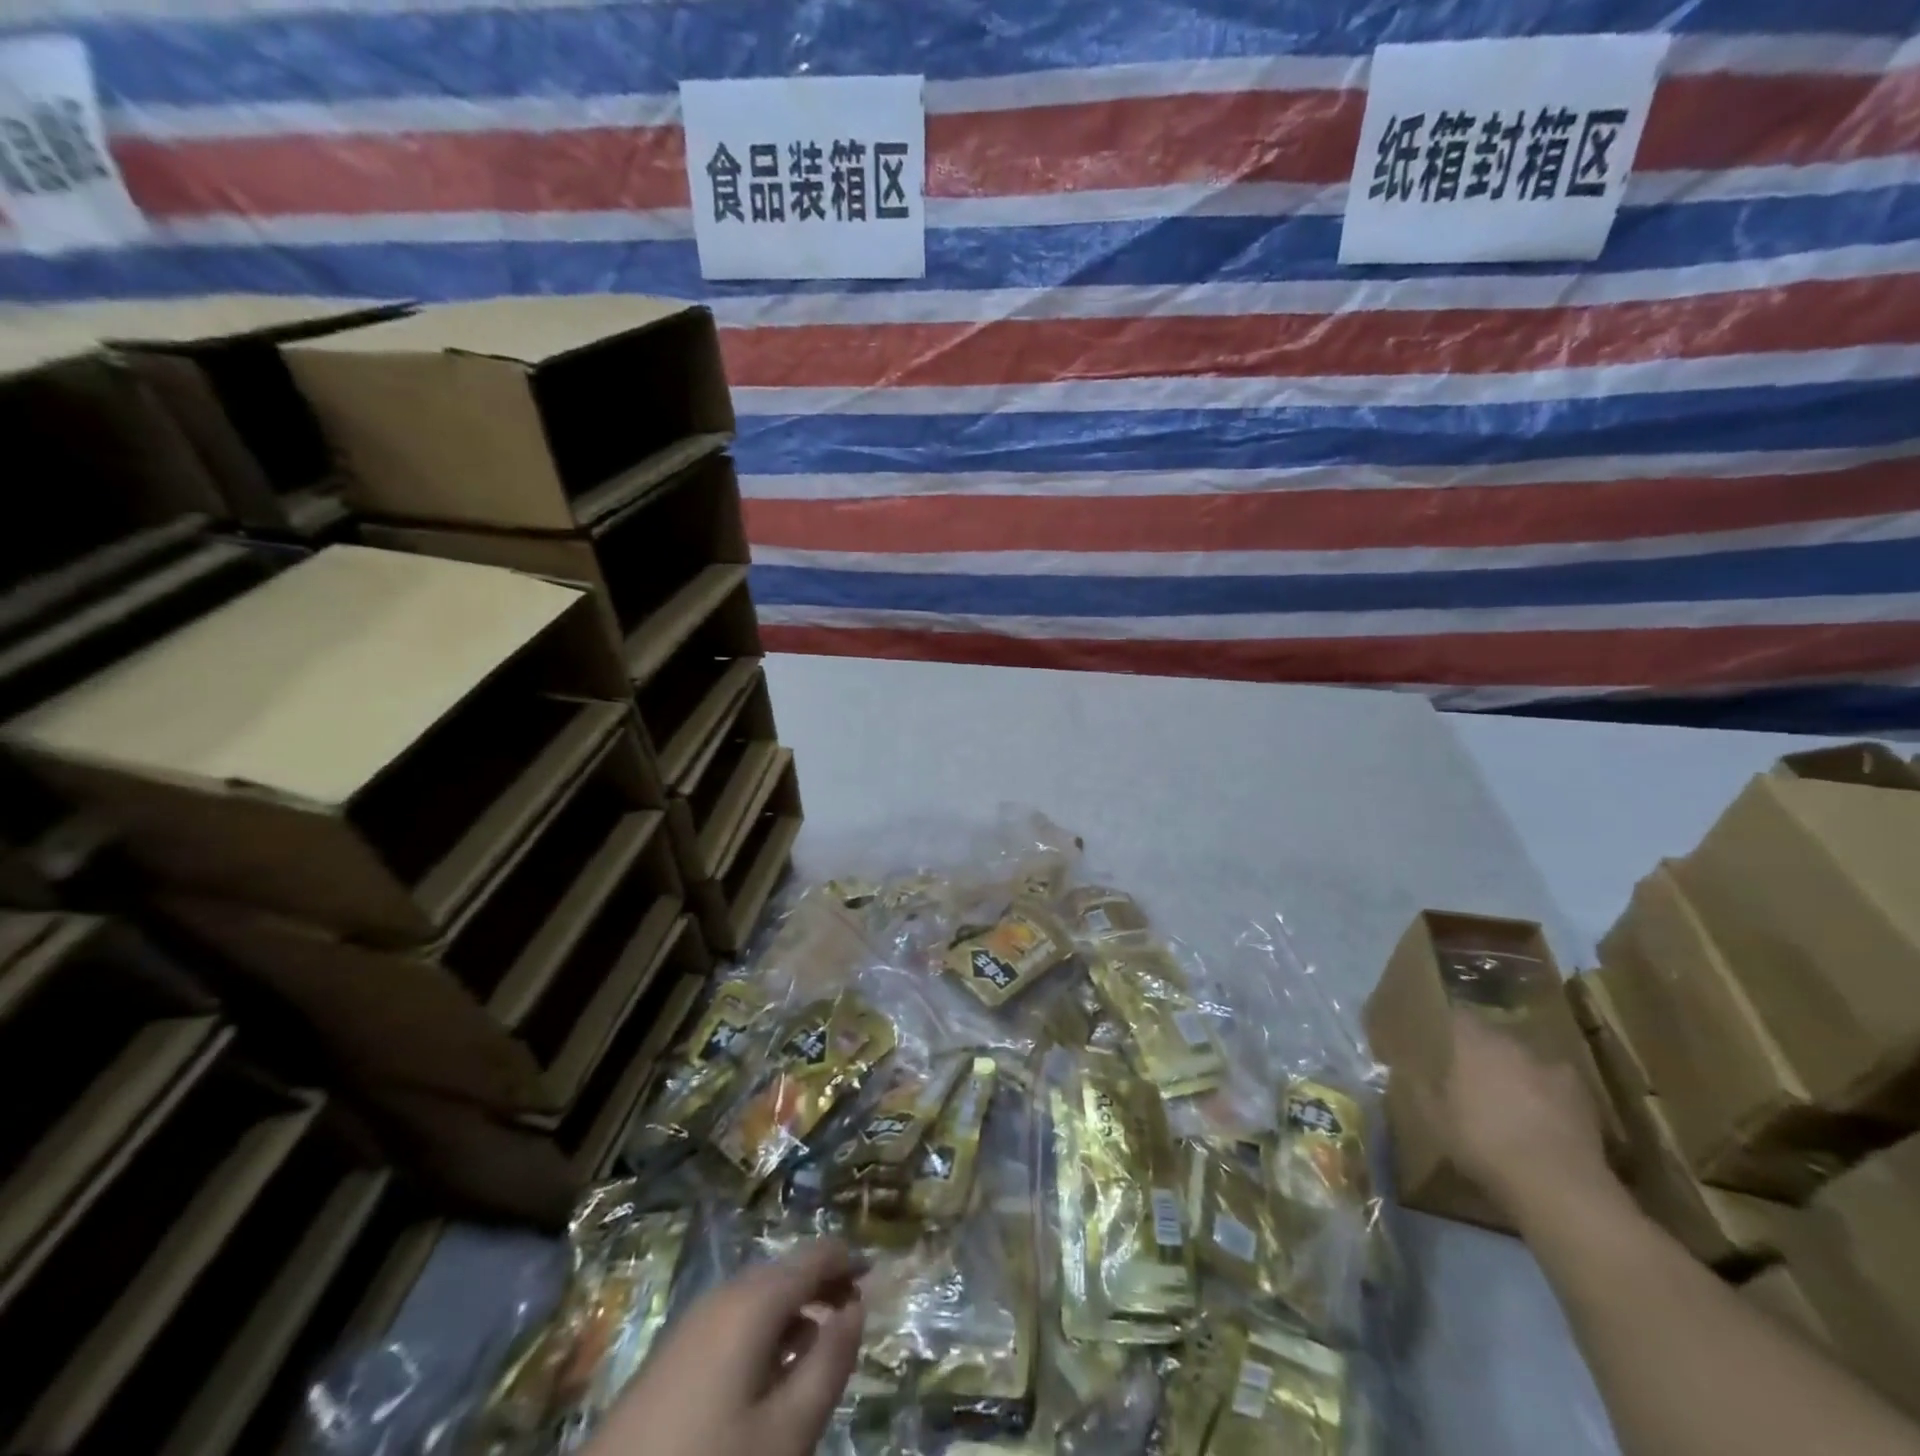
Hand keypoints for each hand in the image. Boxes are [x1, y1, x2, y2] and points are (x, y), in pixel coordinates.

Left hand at [584, 1241, 863, 1455]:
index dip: (849, 1261)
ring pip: (758, 1297)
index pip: (815, 1256)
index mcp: (754, 1300)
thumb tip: (856, 1308)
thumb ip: (829, 1364)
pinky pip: (732, 1322)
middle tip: (852, 1318)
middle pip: (785, 1272)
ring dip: (793, 1312)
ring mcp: (692, 1323)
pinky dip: (763, 1333)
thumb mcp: (786, 1432)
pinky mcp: (671, 1355)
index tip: (877, 1276)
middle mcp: (723, 1295)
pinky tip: (768, 1376)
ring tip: (817, 1350)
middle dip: (822, 1286)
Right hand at [1429, 1010, 1614, 1217]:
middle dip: (1486, 1054)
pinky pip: (1558, 1090)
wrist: (1556, 1184)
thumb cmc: (1482, 1141)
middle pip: (1496, 1039)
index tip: (1442, 1042)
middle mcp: (1514, 1045)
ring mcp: (1555, 1071)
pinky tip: (1544, 1124)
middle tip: (1474, 1077)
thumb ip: (1423, 1090)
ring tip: (1512, 1103)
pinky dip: (1550, 1100)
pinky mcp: (1586, 1101)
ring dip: (1520, 1076)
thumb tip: (1412, 1074)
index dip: (1450, 1028)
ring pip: (1529, 1064)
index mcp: (1474, 1041)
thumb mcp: (1435, 1119)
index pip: (1458, 1016)